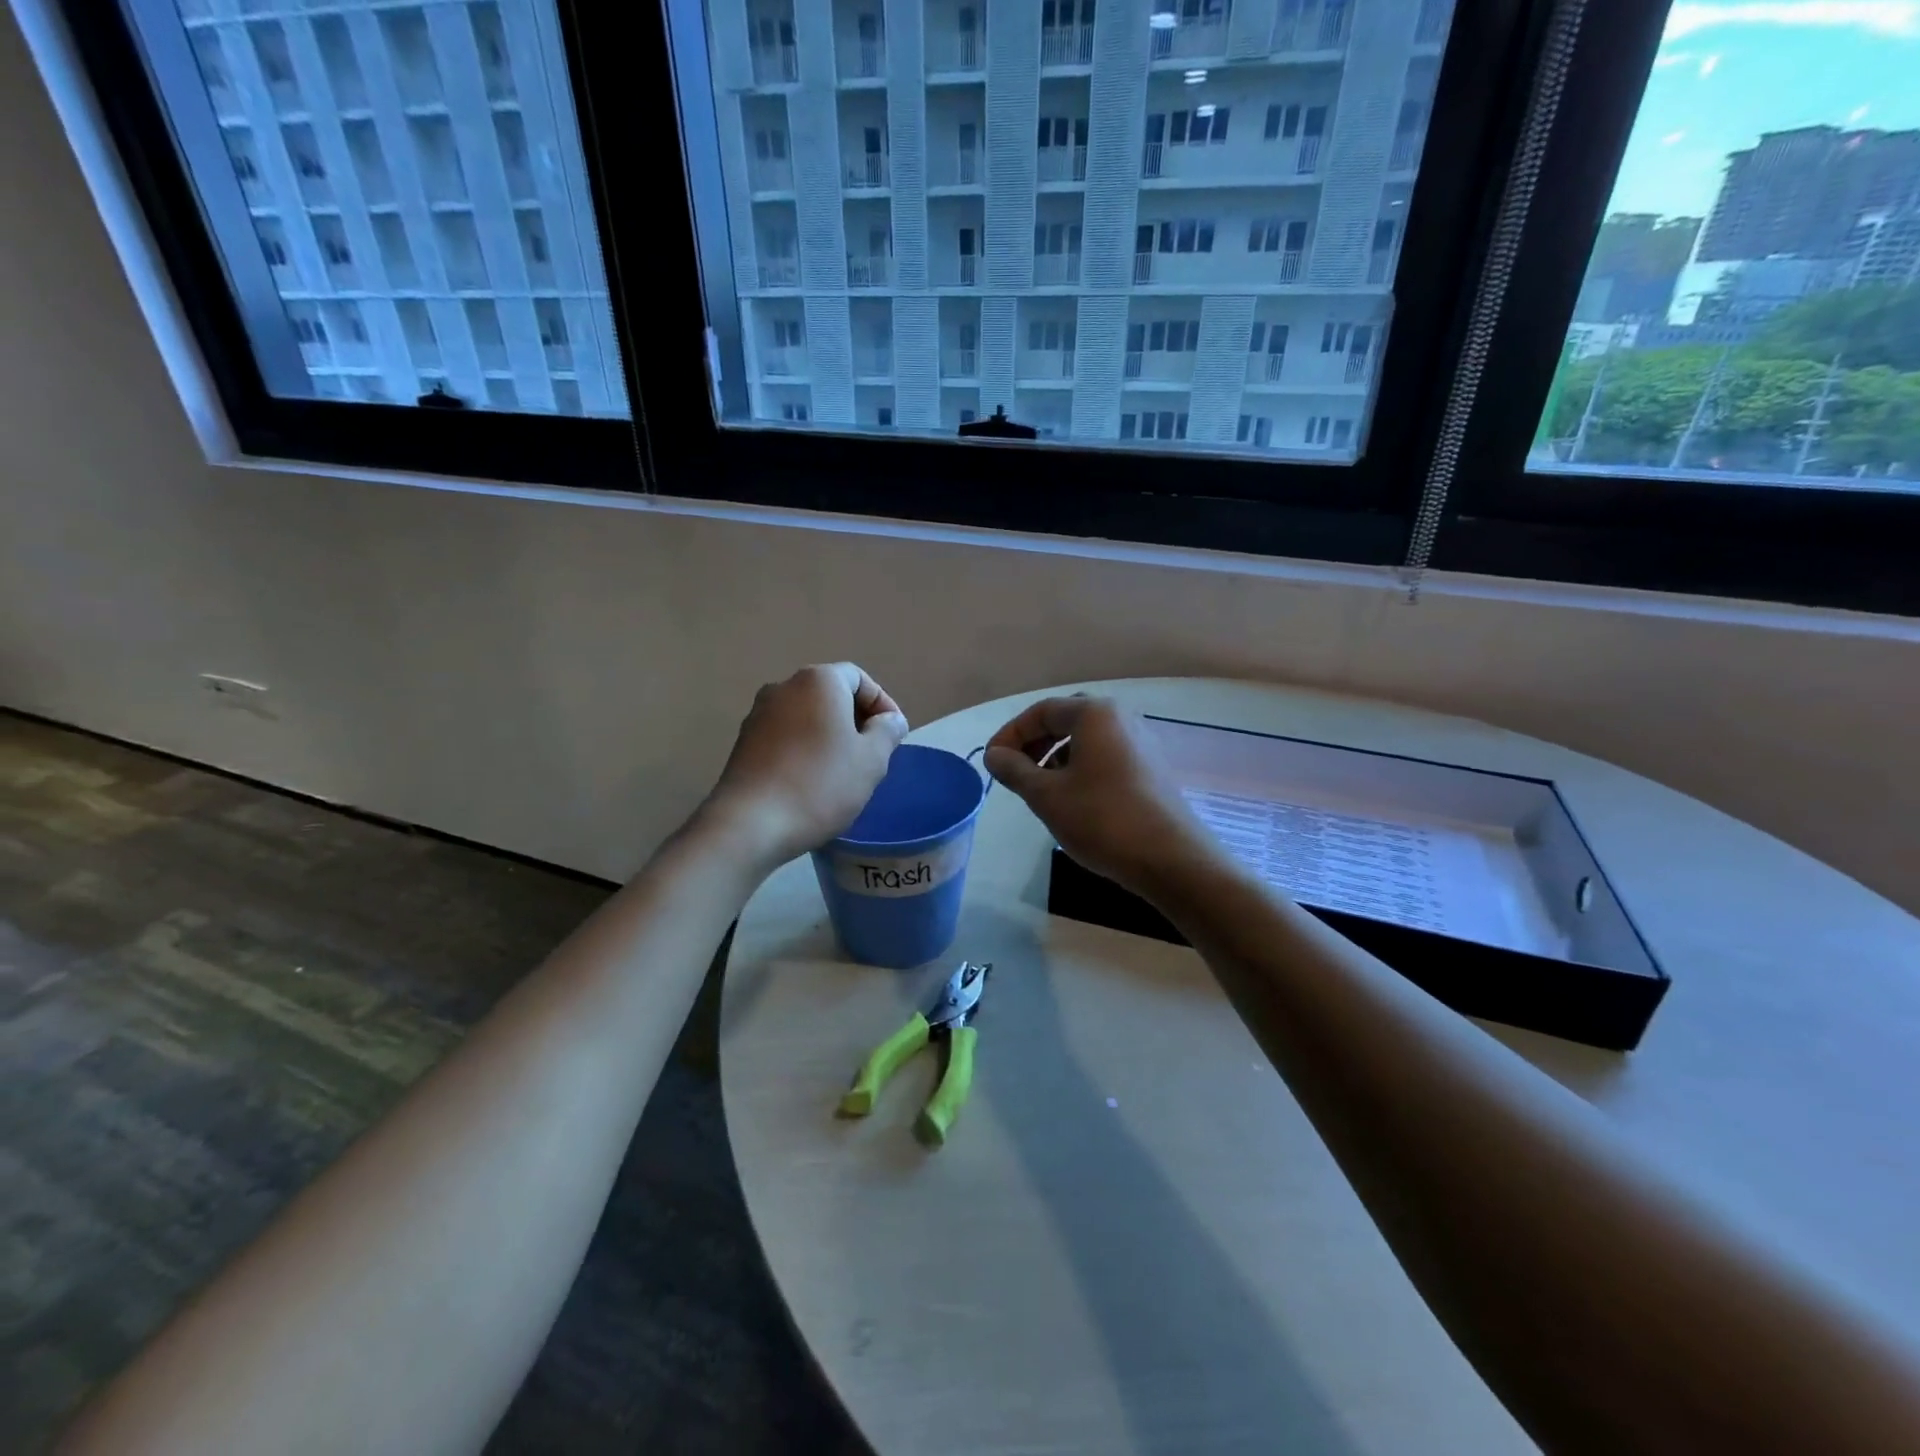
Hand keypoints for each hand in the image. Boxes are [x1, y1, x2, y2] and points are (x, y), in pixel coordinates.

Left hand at [705, 664, 908, 868]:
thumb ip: (887, 731)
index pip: (859, 678)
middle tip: (873, 755)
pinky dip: (805, 750)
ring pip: (807, 717)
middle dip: (856, 720)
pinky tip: (812, 782)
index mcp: (817, 681)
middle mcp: (783, 687)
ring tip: (844, 772)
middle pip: (830, 694)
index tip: (893, 736)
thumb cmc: (820, 784)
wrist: (750, 824)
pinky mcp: (743, 743)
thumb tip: (890, 719)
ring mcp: (758, 715)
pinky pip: (785, 736)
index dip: (882, 704)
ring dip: (829, 737)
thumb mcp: (871, 760)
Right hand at [982, 696, 1216, 899]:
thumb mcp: (1046, 796)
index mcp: (1094, 714)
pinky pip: (1105, 755)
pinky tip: (1074, 799)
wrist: (1170, 859)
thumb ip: (1014, 769)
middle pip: (1065, 719)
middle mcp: (1121, 717)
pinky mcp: (1151, 767)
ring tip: (1041, 789)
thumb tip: (994, 754)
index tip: (992, 763)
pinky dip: (1081, 768)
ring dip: (1056, 756)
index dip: (1010, 734)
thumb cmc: (1102, 820)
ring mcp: (1141, 742)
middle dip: (1034, 742)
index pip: (1041, 711)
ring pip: (1086, 739)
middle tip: (1015, 772)